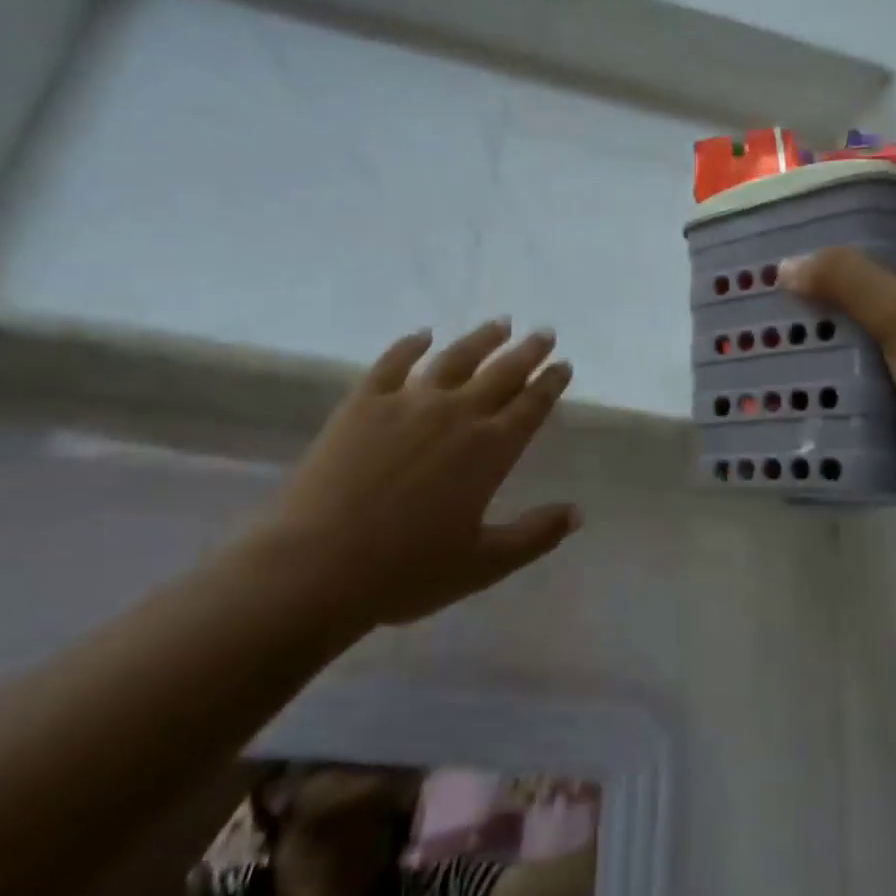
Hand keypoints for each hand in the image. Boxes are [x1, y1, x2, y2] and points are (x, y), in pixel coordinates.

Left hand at [268, 319, 578, 628]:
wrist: (317, 566)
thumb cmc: (406, 571)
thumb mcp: (483, 565)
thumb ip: (535, 536)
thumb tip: (578, 512)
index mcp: (489, 450)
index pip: (530, 406)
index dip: (550, 384)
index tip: (564, 365)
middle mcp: (456, 414)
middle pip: (501, 373)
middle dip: (527, 352)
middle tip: (544, 333)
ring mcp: (408, 402)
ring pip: (455, 359)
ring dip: (482, 339)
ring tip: (500, 324)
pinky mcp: (364, 402)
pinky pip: (393, 362)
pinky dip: (410, 345)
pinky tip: (423, 334)